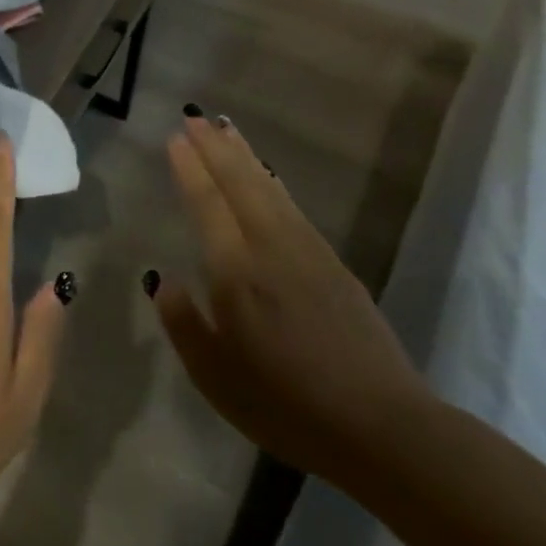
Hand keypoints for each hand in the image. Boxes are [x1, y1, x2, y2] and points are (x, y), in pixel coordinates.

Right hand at [152, 111, 430, 486]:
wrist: (383, 428)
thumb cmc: (286, 406)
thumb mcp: (215, 377)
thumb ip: (183, 323)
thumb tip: (163, 279)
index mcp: (237, 273)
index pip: (208, 204)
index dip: (190, 169)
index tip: (175, 137)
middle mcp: (271, 249)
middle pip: (240, 184)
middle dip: (214, 148)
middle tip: (194, 117)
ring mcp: (308, 253)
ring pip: (269, 189)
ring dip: (244, 156)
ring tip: (225, 128)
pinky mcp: (334, 265)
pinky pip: (292, 207)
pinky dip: (272, 182)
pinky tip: (267, 177)